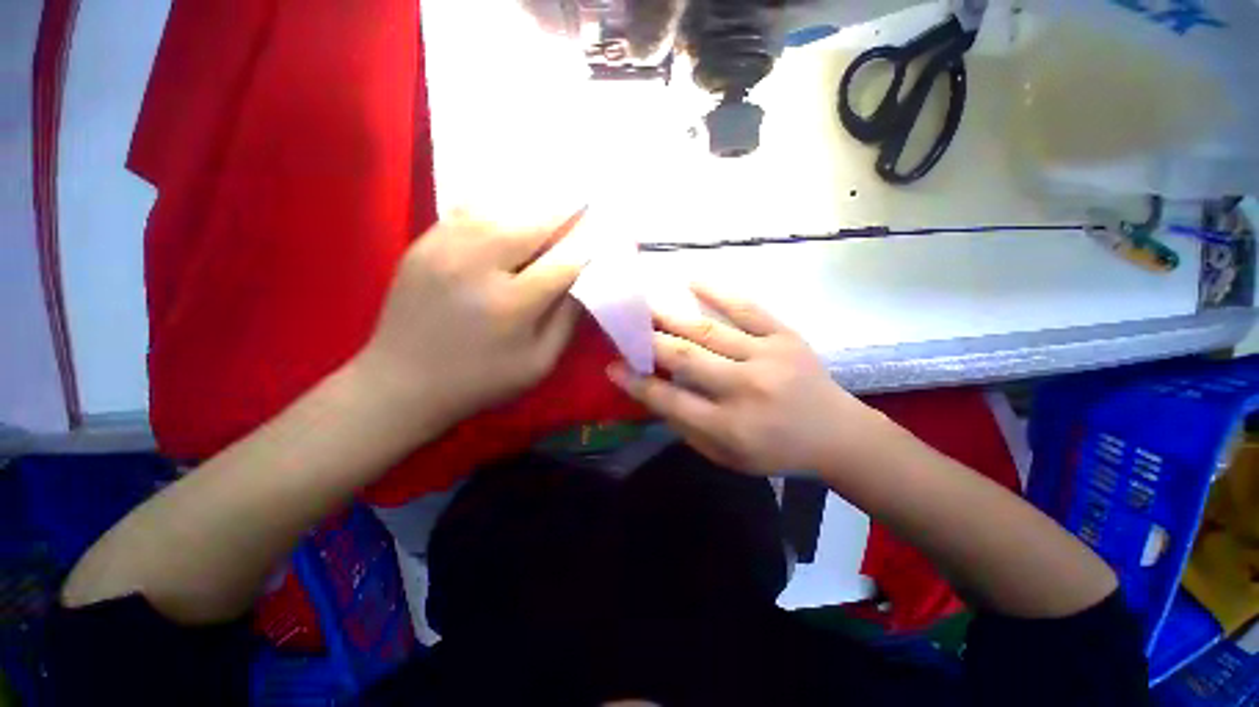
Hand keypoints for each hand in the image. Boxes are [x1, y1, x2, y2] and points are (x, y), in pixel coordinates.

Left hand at [353, 209, 587, 429]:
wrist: (402, 383)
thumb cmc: (480, 381)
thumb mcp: (537, 364)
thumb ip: (565, 322)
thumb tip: (584, 283)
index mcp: (511, 305)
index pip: (562, 264)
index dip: (586, 247)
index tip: (602, 233)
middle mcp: (477, 268)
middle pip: (530, 226)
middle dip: (562, 212)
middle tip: (583, 197)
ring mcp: (444, 251)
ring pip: (497, 210)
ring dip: (529, 204)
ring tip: (551, 197)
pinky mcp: (421, 246)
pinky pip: (463, 212)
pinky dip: (492, 204)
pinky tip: (507, 205)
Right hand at [608, 285, 879, 475]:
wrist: (836, 433)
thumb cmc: (776, 451)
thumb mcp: (726, 457)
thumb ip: (688, 428)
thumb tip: (654, 394)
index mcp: (730, 427)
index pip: (670, 400)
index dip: (637, 382)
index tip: (613, 367)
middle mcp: (745, 389)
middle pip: (685, 359)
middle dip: (648, 341)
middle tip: (624, 326)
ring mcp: (768, 357)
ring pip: (708, 331)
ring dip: (671, 316)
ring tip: (645, 304)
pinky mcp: (785, 336)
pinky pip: (748, 308)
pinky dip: (718, 292)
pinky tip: (692, 280)